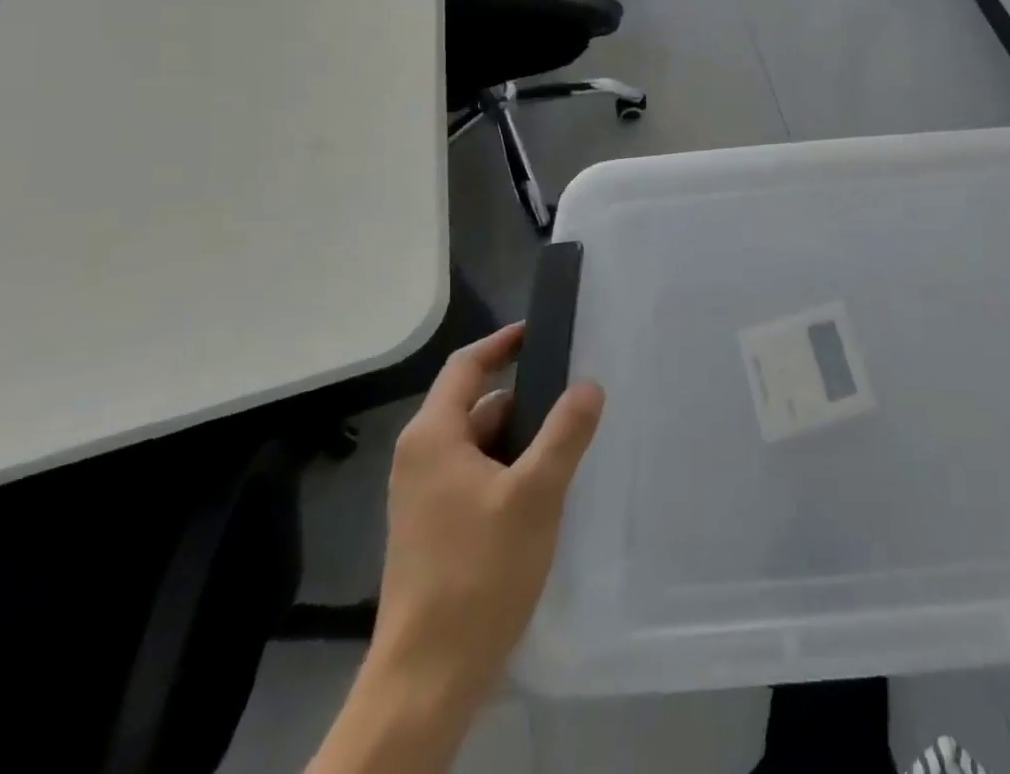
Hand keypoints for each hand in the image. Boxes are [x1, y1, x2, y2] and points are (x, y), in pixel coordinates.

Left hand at [373, 323, 604, 710]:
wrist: (426, 678)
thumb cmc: (478, 572)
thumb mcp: (536, 493)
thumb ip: (565, 432)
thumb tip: (589, 384)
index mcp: (433, 437)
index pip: (466, 366)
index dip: (503, 343)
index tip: (540, 332)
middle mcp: (420, 459)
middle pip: (478, 406)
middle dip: (527, 401)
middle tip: (576, 401)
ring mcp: (423, 497)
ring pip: (480, 445)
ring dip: (521, 441)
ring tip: (569, 449)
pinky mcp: (433, 530)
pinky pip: (476, 477)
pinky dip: (508, 472)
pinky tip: (543, 495)